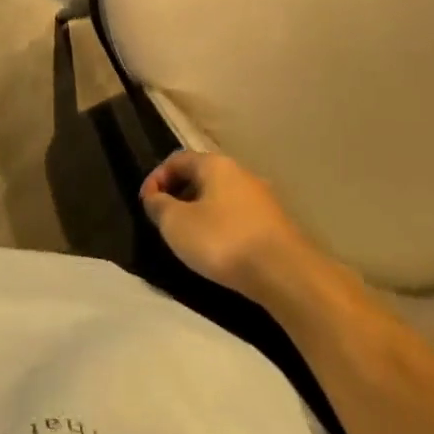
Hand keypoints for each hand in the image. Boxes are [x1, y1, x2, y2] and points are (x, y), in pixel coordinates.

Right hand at [140, 150, 315, 299]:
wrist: (286, 274)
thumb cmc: (223, 240)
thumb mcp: (176, 223)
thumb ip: (158, 206)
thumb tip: (155, 198)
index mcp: (215, 164)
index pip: (177, 159)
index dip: (156, 178)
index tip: (146, 203)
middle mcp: (240, 173)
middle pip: (200, 177)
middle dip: (179, 195)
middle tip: (165, 220)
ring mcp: (262, 198)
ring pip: (221, 198)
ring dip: (200, 212)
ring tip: (190, 238)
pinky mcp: (276, 224)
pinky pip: (238, 217)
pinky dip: (222, 227)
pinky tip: (218, 250)